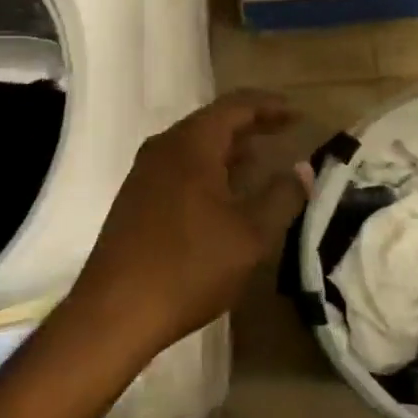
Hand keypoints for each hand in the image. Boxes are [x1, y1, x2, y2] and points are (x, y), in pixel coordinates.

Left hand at [66, 90, 307, 359]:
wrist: (114, 312)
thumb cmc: (190, 266)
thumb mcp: (250, 234)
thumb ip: (281, 196)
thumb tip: (302, 169)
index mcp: (191, 144)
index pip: (236, 106)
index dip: (270, 106)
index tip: (298, 114)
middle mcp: (164, 147)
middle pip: (213, 121)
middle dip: (251, 124)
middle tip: (284, 131)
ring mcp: (145, 173)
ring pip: (195, 146)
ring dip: (229, 149)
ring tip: (260, 160)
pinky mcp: (135, 198)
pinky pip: (180, 167)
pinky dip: (209, 168)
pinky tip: (224, 193)